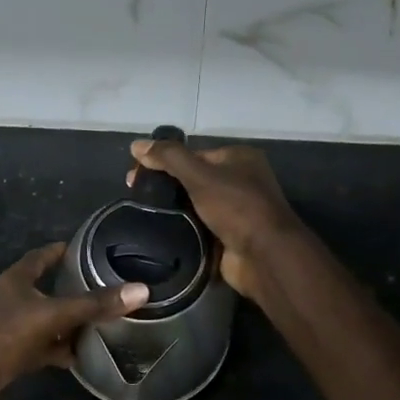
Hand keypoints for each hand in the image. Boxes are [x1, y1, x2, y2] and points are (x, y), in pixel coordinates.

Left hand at [0, 242, 145, 390]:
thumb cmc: (6, 335)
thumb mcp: (54, 315)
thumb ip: (95, 304)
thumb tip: (141, 290)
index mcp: (15, 279)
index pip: (41, 256)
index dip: (61, 250)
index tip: (85, 248)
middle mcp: (10, 299)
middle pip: (44, 288)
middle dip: (70, 289)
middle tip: (101, 287)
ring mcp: (7, 328)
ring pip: (43, 320)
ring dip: (65, 322)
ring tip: (97, 323)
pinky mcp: (8, 354)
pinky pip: (39, 346)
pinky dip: (56, 349)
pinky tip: (77, 357)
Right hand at [128, 138, 301, 299]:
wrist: (264, 256)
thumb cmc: (236, 207)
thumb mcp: (200, 175)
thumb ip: (169, 158)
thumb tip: (136, 144)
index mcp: (238, 158)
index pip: (192, 154)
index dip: (162, 161)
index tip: (134, 176)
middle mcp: (239, 180)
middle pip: (192, 178)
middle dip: (164, 185)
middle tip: (135, 195)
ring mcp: (235, 210)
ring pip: (194, 204)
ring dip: (172, 209)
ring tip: (141, 214)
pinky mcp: (229, 236)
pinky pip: (199, 227)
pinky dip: (182, 228)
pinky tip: (159, 232)